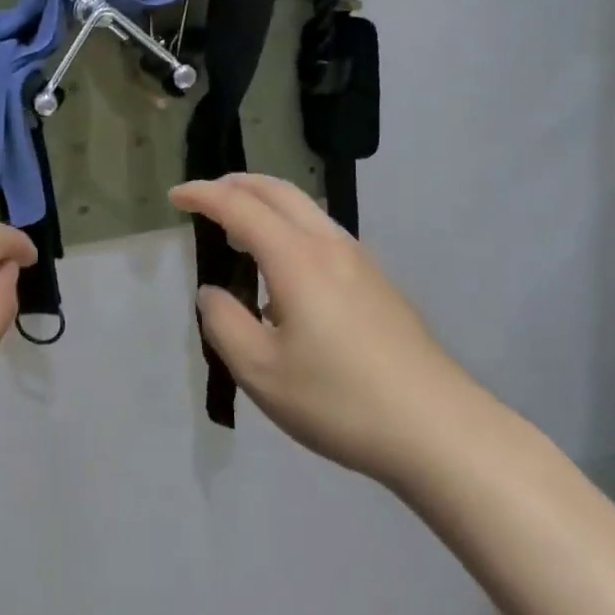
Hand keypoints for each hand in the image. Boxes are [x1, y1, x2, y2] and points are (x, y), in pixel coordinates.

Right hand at [171, 174, 477, 485]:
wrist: (440, 430)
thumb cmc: (340, 400)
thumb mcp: (261, 372)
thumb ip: (224, 324)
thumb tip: (213, 293)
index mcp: (296, 258)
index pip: (240, 206)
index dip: (203, 195)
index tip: (175, 196)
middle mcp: (329, 245)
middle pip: (278, 191)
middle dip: (236, 184)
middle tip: (205, 197)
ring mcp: (360, 261)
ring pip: (305, 208)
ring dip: (266, 203)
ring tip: (240, 228)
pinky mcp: (378, 283)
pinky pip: (323, 233)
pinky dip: (289, 226)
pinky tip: (284, 270)